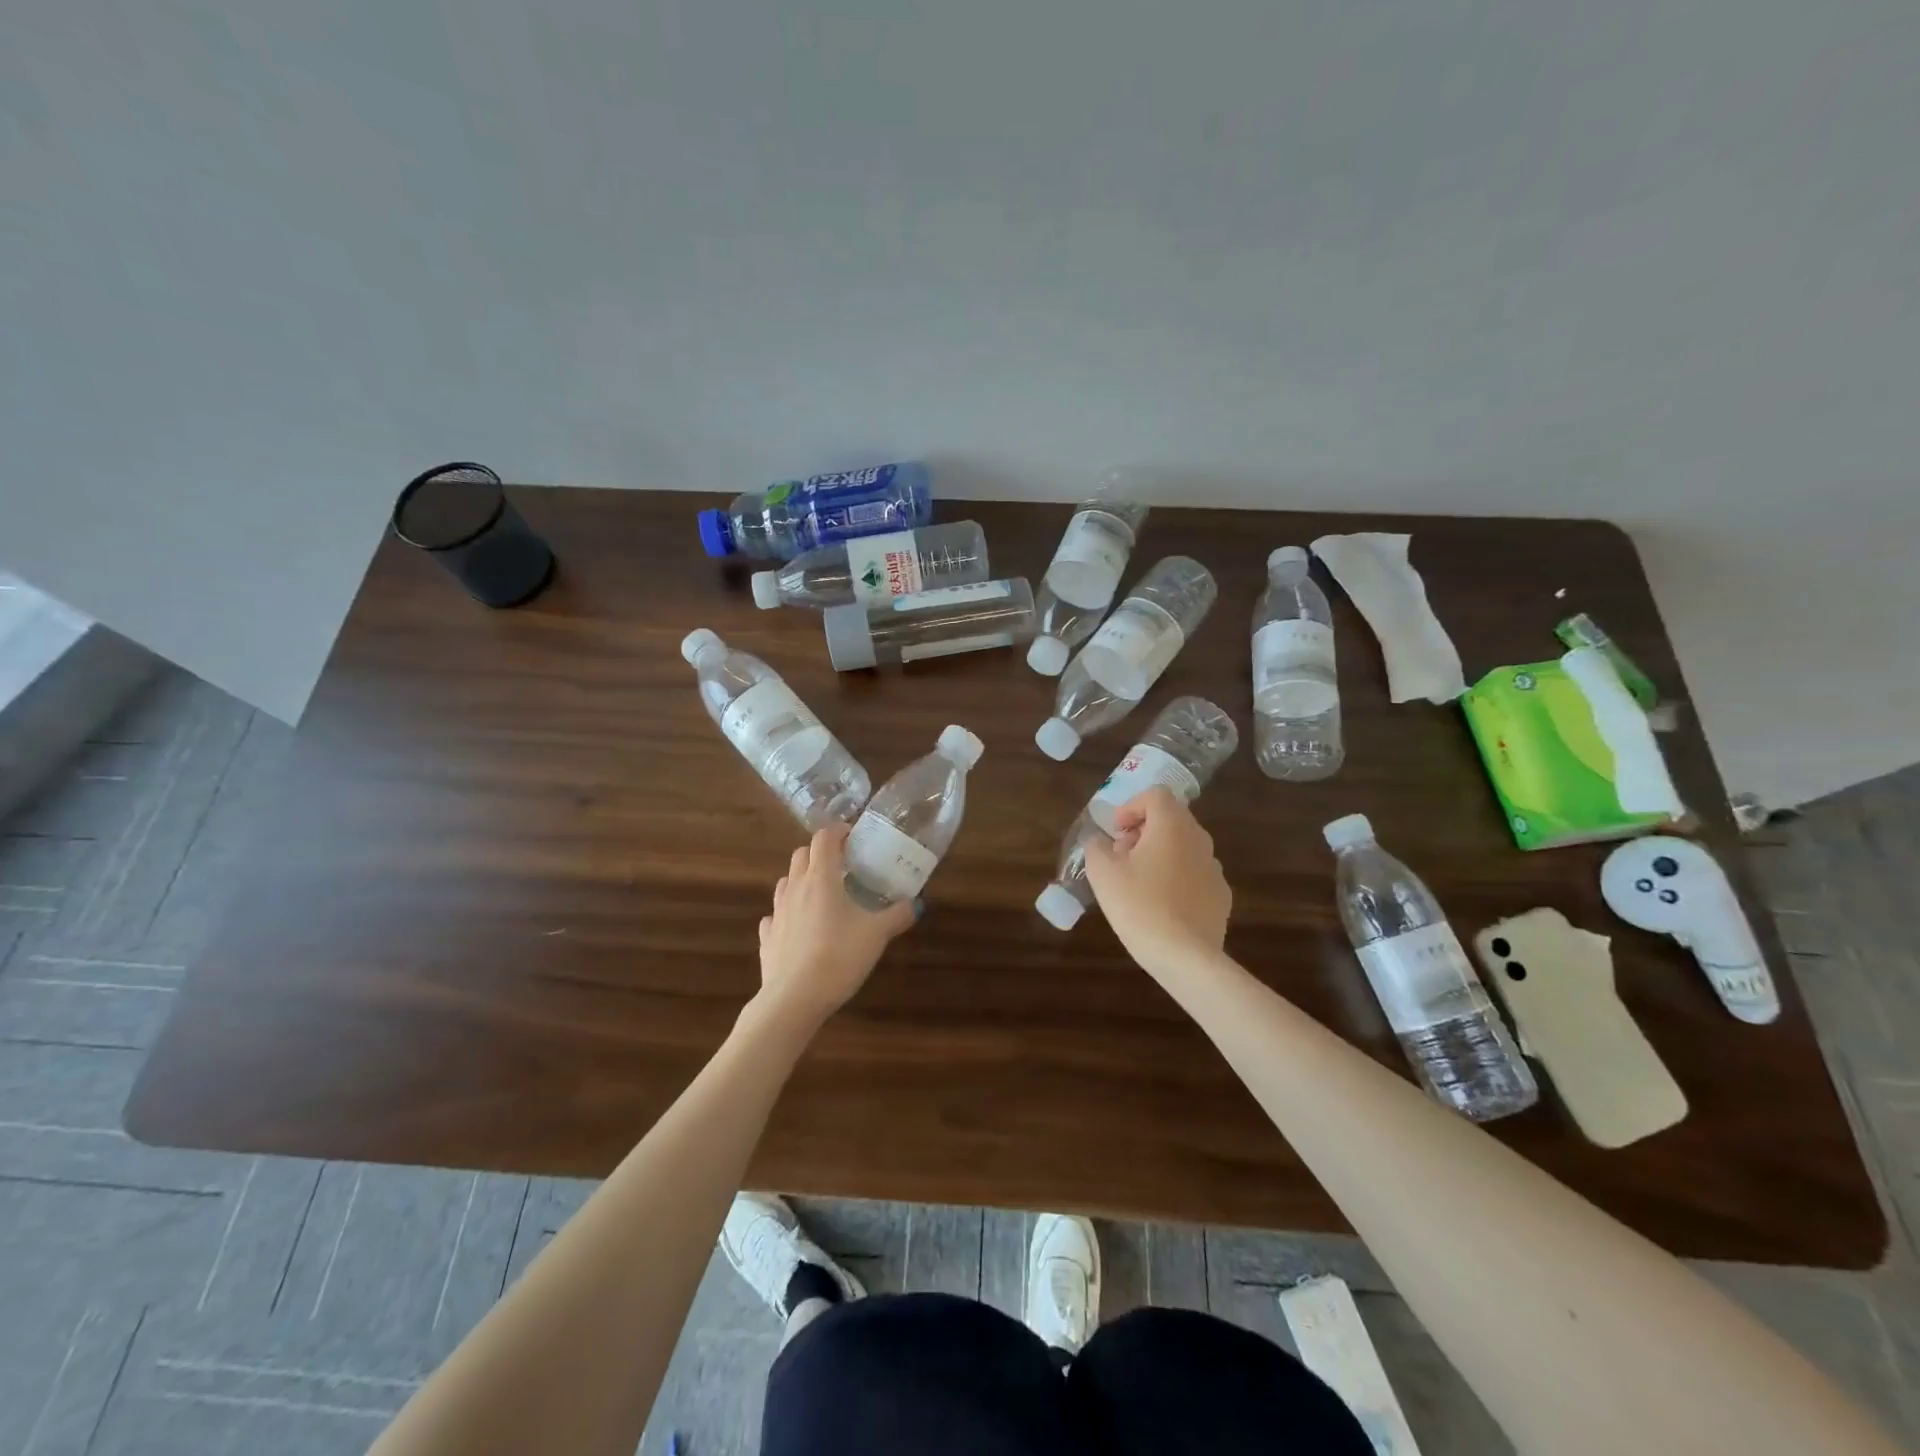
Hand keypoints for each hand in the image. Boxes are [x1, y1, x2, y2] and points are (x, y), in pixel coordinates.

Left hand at [756, 826, 914, 1021]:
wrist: (794, 998)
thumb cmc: (838, 957)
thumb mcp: (877, 935)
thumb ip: (898, 915)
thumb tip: (916, 903)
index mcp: (821, 878)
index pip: (824, 838)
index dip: (839, 832)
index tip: (854, 838)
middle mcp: (795, 887)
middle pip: (801, 854)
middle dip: (820, 853)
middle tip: (842, 866)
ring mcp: (777, 911)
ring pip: (785, 881)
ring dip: (802, 879)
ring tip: (822, 895)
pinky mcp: (767, 937)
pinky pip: (775, 915)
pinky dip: (788, 913)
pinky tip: (800, 927)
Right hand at [1083, 787, 1231, 978]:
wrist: (1185, 956)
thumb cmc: (1139, 906)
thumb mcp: (1102, 873)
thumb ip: (1097, 847)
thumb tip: (1102, 842)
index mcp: (1172, 826)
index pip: (1155, 795)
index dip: (1131, 806)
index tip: (1116, 832)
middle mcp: (1199, 839)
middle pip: (1172, 819)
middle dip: (1144, 830)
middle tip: (1122, 855)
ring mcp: (1214, 868)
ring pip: (1185, 846)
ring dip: (1161, 854)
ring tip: (1140, 882)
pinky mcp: (1221, 896)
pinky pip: (1195, 874)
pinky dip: (1177, 878)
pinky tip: (1162, 905)